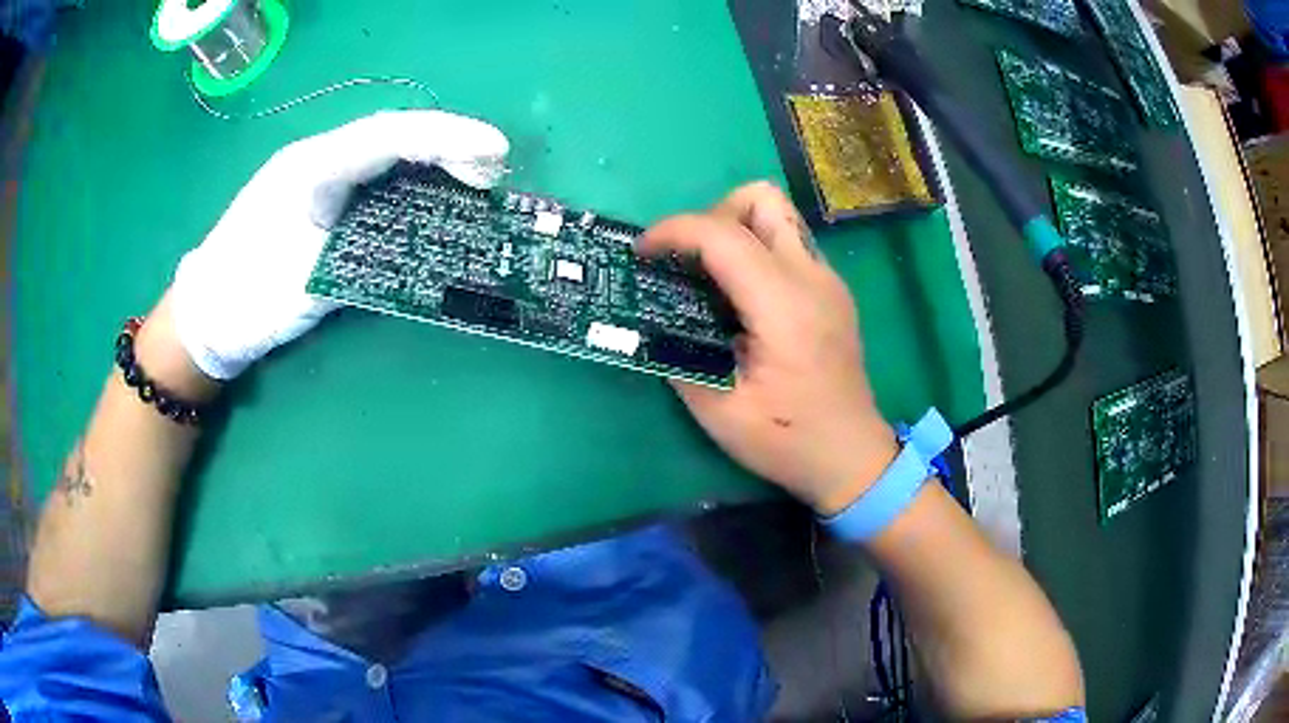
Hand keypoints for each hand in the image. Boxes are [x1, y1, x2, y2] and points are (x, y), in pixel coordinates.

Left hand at [172, 110, 509, 379]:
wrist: (205, 313)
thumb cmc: (250, 300)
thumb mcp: (312, 284)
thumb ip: (368, 258)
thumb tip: (427, 249)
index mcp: (310, 169)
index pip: (387, 137)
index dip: (446, 138)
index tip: (495, 151)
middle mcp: (315, 158)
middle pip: (391, 134)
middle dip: (448, 145)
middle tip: (494, 171)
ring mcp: (314, 173)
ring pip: (383, 151)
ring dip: (431, 160)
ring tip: (474, 179)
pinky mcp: (316, 194)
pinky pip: (371, 174)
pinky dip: (407, 179)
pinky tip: (430, 193)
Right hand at [638, 182, 897, 514]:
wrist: (852, 457)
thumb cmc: (789, 441)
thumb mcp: (719, 413)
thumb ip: (680, 356)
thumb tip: (654, 321)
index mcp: (783, 306)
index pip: (723, 235)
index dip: (673, 231)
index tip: (642, 254)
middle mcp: (811, 278)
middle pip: (762, 199)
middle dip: (713, 215)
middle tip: (690, 261)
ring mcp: (828, 281)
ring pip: (778, 216)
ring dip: (736, 229)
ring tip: (711, 277)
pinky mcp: (832, 291)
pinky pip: (788, 245)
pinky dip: (756, 251)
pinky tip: (742, 299)